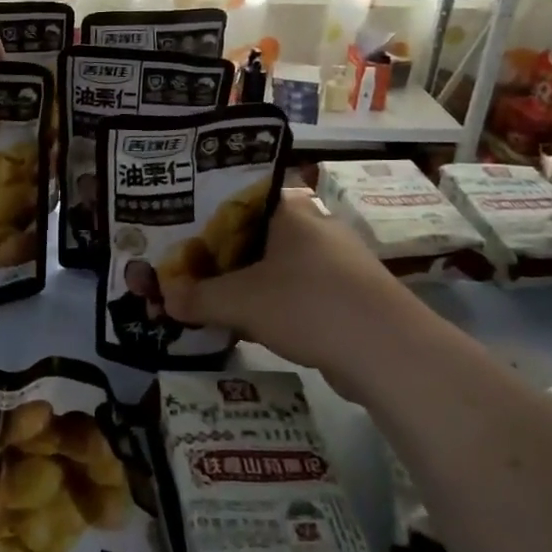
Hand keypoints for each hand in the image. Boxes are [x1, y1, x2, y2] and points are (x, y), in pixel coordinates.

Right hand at [165, 190, 419, 384]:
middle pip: (253, 235)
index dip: (205, 215)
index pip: (238, 199)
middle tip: (184, 269)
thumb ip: (198, 298)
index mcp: (289, 211)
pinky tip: (245, 326)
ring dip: (242, 284)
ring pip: (274, 266)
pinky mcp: (345, 296)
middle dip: (219, 256)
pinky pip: (294, 293)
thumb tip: (163, 299)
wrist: (388, 352)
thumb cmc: (308, 305)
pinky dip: (268, 305)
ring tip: (206, 299)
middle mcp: (313, 227)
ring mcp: (334, 263)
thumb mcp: (241, 301)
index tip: (178, 232)